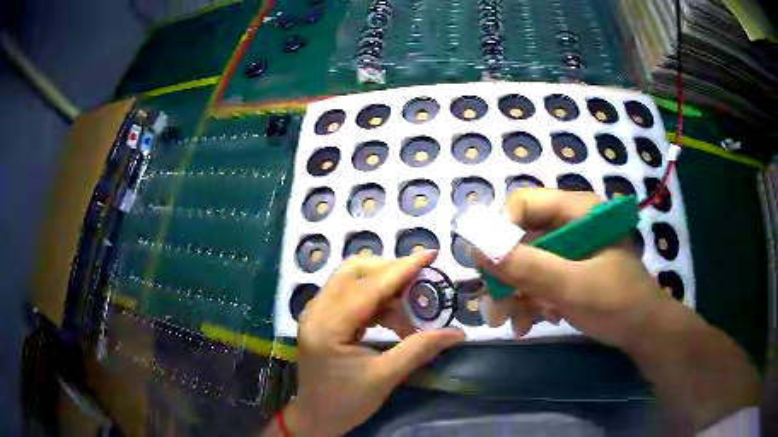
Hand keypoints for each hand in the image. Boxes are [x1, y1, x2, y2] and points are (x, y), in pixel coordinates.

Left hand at [285, 251, 464, 436]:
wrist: (315, 418)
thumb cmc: (346, 402)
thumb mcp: (385, 377)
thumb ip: (419, 349)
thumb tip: (457, 333)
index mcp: (328, 327)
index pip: (369, 288)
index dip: (403, 269)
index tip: (430, 254)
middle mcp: (317, 312)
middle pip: (354, 272)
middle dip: (391, 272)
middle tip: (421, 283)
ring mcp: (315, 313)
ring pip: (351, 280)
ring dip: (384, 287)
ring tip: (410, 308)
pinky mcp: (321, 319)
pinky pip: (349, 295)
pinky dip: (374, 299)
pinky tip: (392, 317)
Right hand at [474, 188, 760, 431]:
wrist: (643, 332)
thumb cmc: (615, 302)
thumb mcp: (570, 285)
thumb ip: (526, 266)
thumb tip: (476, 248)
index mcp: (578, 211)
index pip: (524, 204)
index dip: (500, 231)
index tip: (485, 267)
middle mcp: (571, 224)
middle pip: (522, 238)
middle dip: (506, 275)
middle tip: (493, 308)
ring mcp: (571, 250)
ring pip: (527, 262)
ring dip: (516, 294)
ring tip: (511, 324)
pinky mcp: (570, 271)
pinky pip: (539, 279)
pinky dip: (530, 301)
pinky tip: (530, 322)